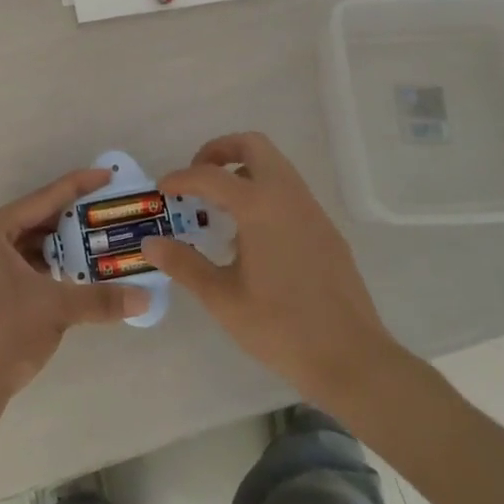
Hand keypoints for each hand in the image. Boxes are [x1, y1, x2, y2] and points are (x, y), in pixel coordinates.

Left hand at [0, 168, 148, 425]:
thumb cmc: (4, 334)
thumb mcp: (55, 309)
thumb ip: (101, 298)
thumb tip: (146, 298)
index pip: (44, 198)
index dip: (78, 186)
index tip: (109, 176)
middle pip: (42, 217)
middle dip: (77, 216)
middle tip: (114, 210)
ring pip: (39, 241)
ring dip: (69, 242)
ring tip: (107, 238)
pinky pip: (34, 262)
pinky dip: (58, 263)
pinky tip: (85, 268)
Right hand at [143, 132, 408, 410]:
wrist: (352, 358)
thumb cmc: (281, 327)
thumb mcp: (222, 298)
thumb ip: (184, 264)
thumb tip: (150, 243)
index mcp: (259, 206)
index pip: (210, 175)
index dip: (181, 178)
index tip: (162, 190)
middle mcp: (287, 195)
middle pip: (252, 146)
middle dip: (219, 152)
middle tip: (197, 180)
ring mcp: (311, 210)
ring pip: (275, 165)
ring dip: (243, 171)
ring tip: (219, 207)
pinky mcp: (325, 229)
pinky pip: (289, 191)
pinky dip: (264, 192)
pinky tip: (251, 234)